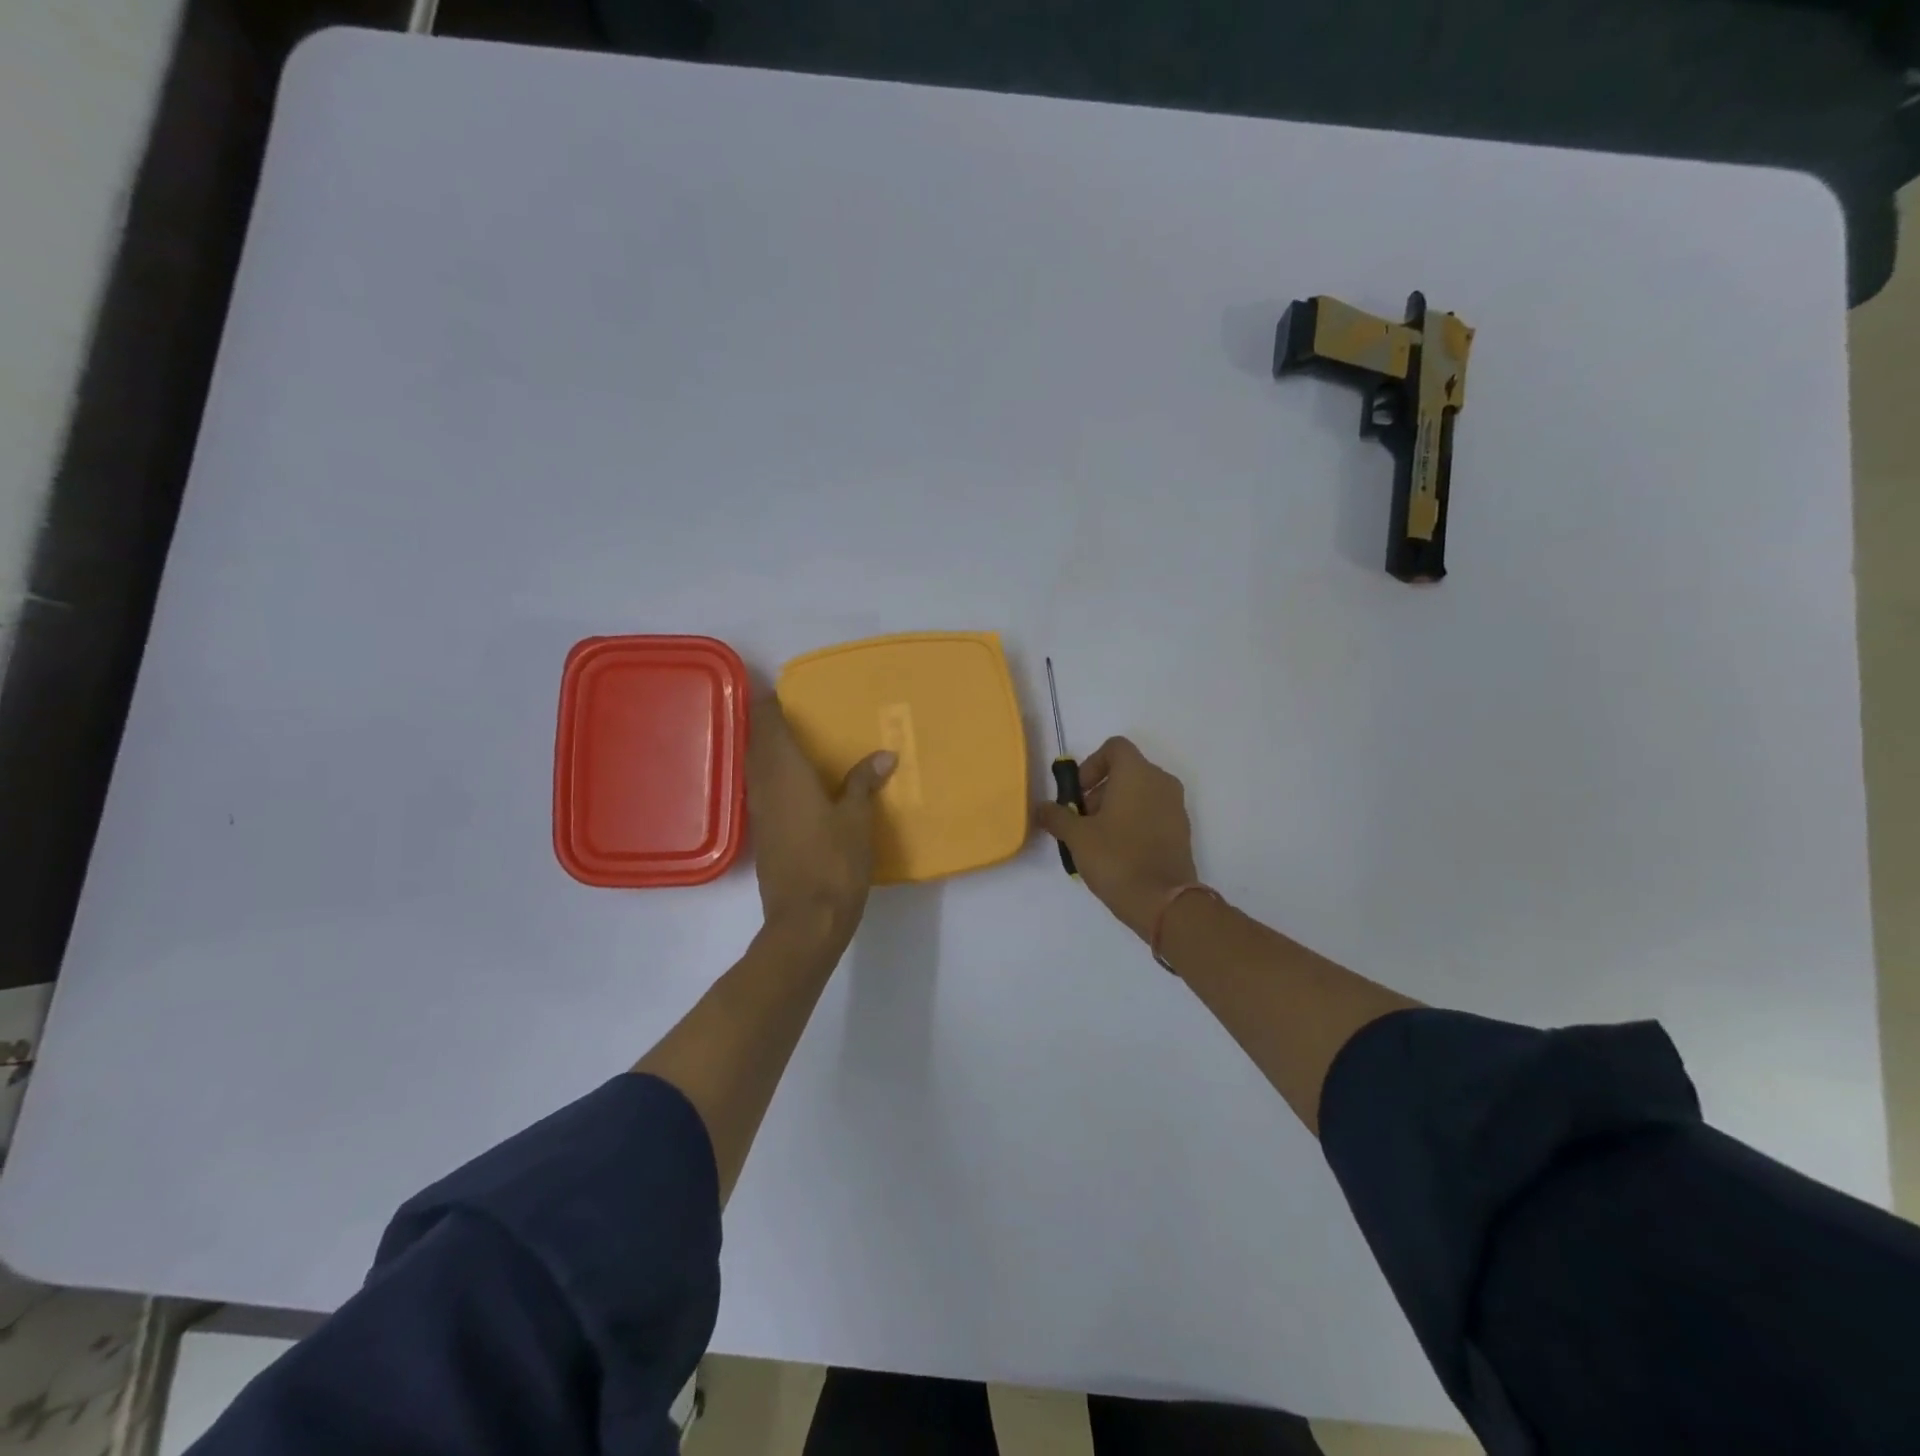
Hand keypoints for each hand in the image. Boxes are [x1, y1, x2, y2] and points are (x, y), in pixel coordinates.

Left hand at [747, 696, 895, 948]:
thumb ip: (863, 784)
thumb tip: (882, 755)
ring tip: (798, 741)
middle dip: (769, 725)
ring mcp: (760, 813)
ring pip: (757, 768)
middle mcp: (764, 787)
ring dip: (770, 751)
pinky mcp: (764, 835)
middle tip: (796, 712)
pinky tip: (798, 783)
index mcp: (785, 774)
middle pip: (756, 744)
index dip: (770, 704)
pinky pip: (763, 790)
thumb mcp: (856, 820)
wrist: (805, 921)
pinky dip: (775, 777)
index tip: (783, 690)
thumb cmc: (833, 864)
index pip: (767, 726)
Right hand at [1036, 737, 1196, 939]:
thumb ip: (1057, 816)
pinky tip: (1118, 853)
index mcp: (1137, 773)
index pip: (1114, 748)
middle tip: (1081, 822)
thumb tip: (1042, 808)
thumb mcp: (1077, 837)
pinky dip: (1134, 823)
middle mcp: (1161, 782)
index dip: (1091, 765)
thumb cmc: (1117, 858)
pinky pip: (1152, 814)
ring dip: (1115, 808)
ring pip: (1140, 794)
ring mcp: (1176, 807)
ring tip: (1097, 840)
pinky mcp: (1182, 831)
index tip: (1078, 794)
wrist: (1163, 902)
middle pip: (1126, 772)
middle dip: (1099, 791)